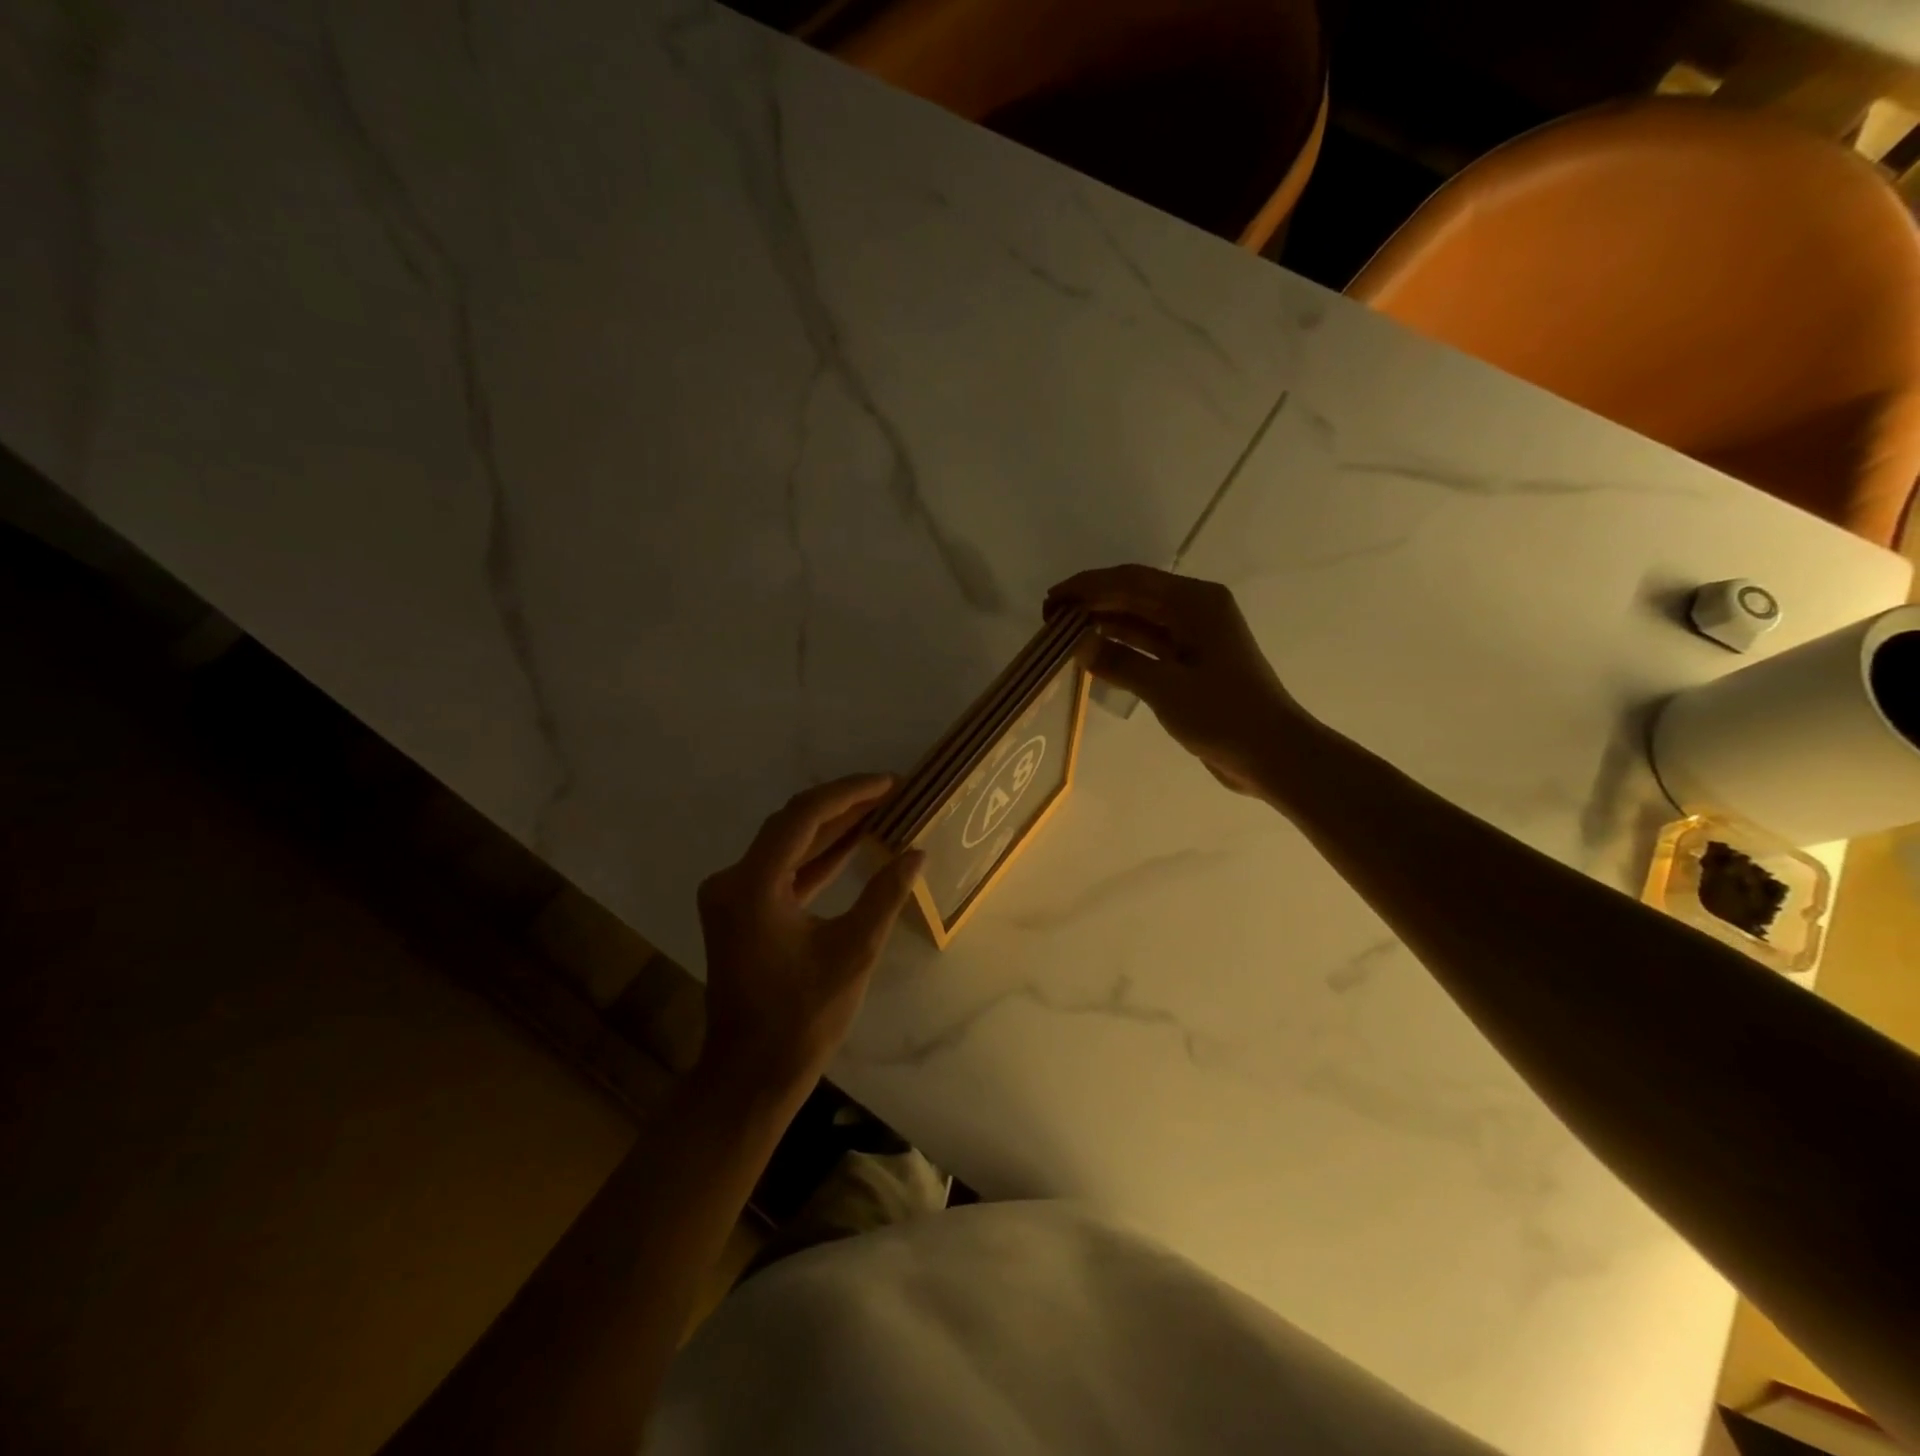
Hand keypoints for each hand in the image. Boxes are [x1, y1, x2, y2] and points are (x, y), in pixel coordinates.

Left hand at [695, 775, 924, 1097]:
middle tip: (891, 792)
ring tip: (880, 810)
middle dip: (843, 805)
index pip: (804, 816)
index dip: (850, 793)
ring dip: (831, 829)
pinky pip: (781, 871)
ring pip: (787, 845)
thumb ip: (884, 895)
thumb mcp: (854, 951)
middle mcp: (733, 880)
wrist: (752, 1073)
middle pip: (791, 824)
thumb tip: (916, 853)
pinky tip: (852, 846)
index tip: (890, 783)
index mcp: (753, 885)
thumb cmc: (803, 1017)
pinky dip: (816, 859)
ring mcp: (732, 896)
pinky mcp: (740, 912)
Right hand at [1047, 564, 1313, 797]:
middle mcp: (1195, 610)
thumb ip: (1119, 661)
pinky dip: (1120, 646)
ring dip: (1103, 623)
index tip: (1052, 599)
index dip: (1087, 586)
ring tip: (1062, 633)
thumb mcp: (1166, 688)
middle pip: (1134, 595)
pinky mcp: (1191, 662)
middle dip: (1091, 602)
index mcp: (1196, 602)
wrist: (1272, 754)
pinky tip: (1092, 653)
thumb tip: (1075, 643)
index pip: (1131, 580)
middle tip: (1049, 617)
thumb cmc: (1224, 715)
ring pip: (1139, 619)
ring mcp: (1194, 636)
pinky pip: (1148, 644)